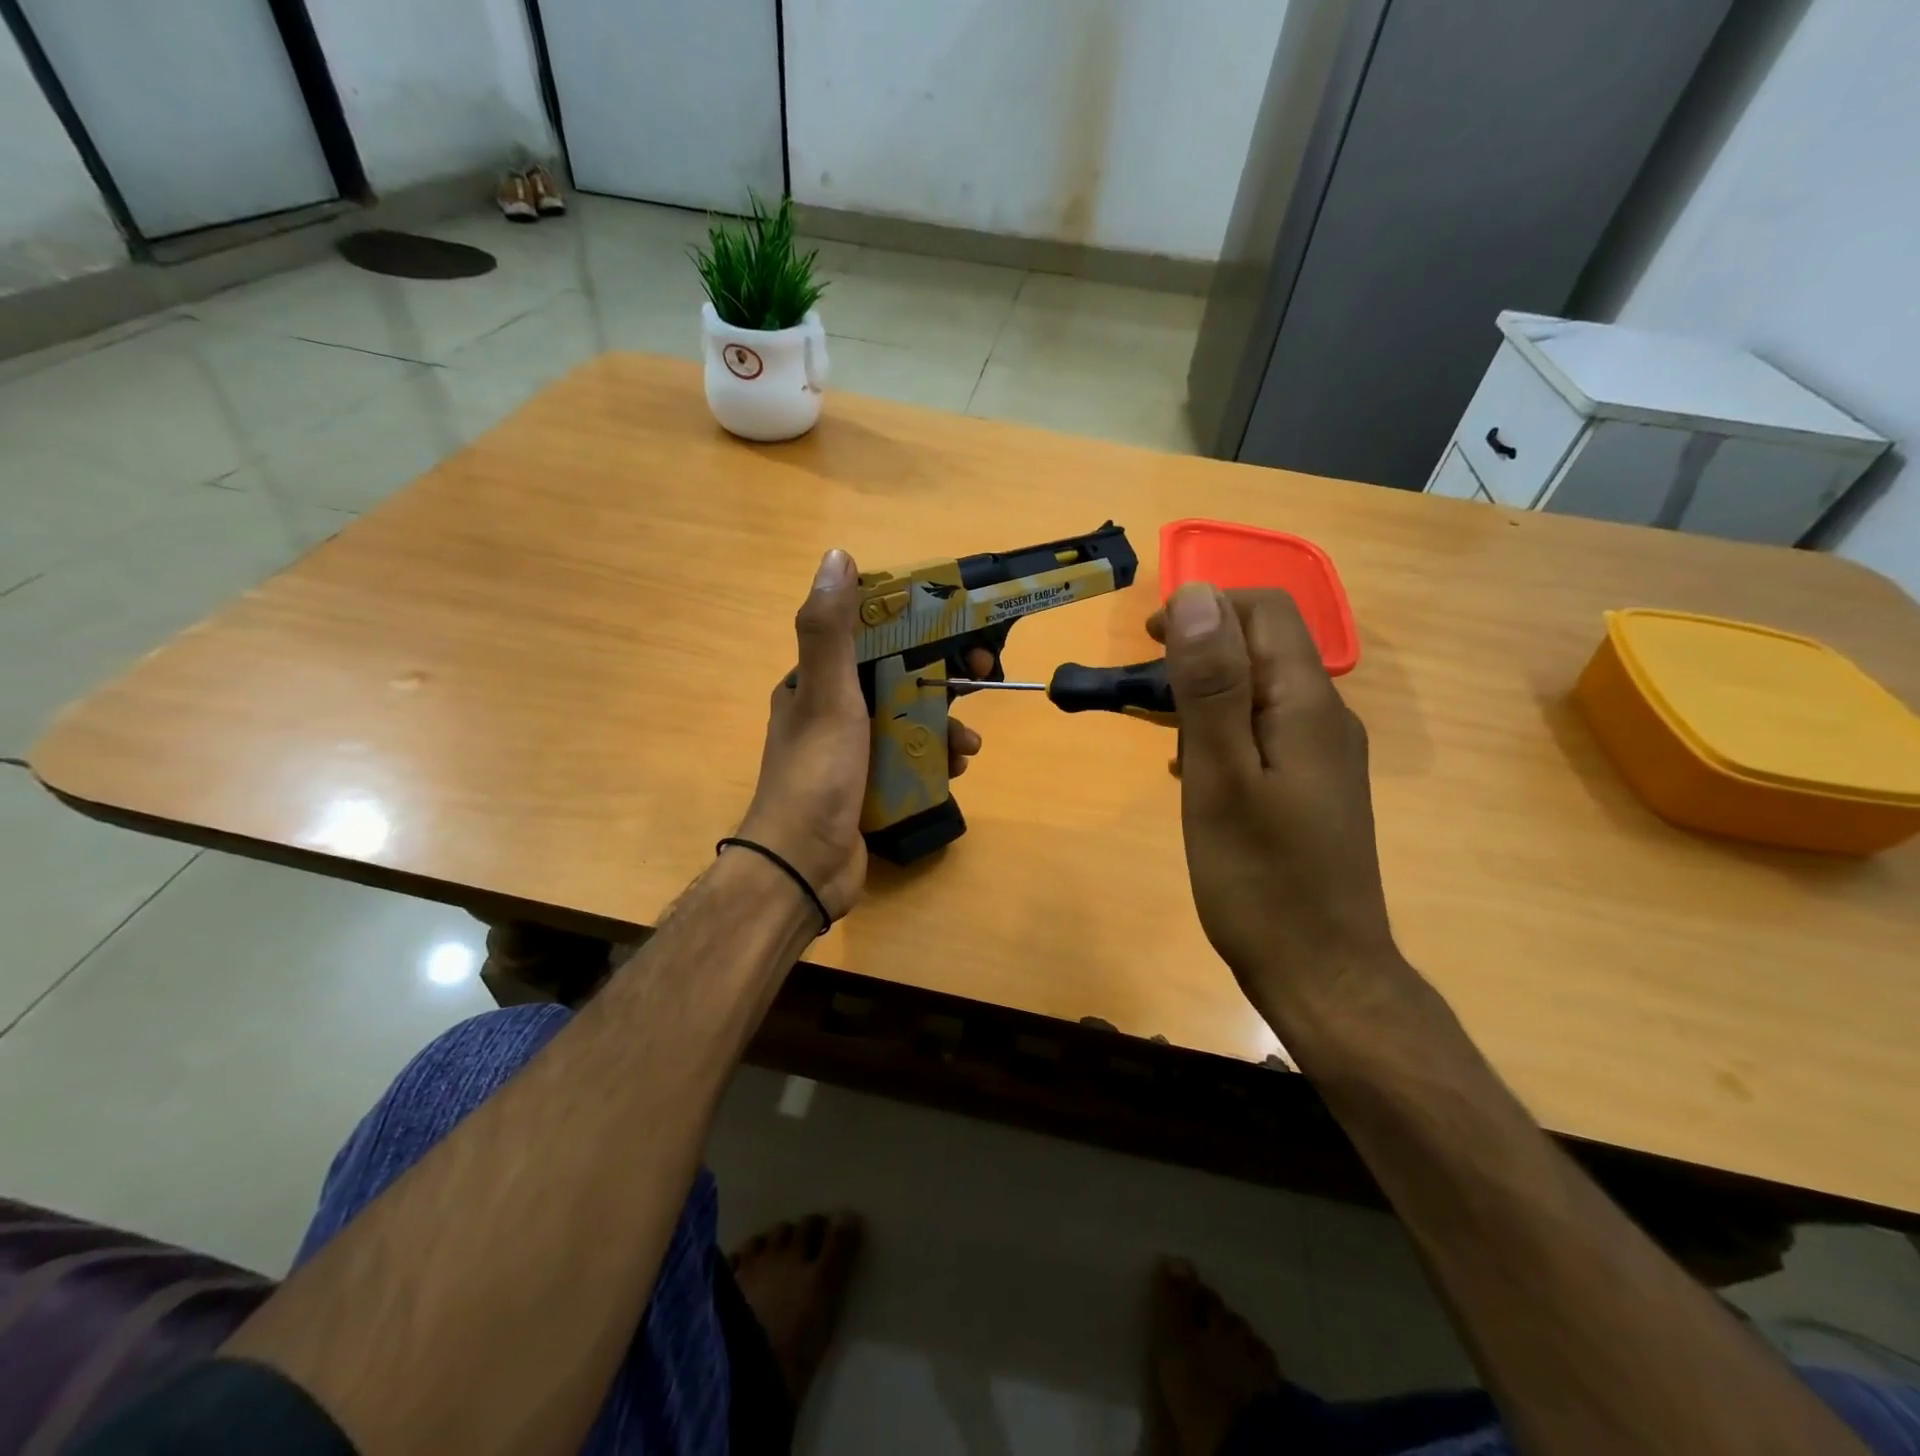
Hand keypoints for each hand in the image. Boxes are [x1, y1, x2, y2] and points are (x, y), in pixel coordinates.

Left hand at [736, 549, 984, 921]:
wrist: (804, 867)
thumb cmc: (817, 774)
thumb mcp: (826, 695)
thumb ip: (831, 630)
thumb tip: (838, 556)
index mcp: (815, 681)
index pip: (871, 636)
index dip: (916, 626)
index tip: (956, 628)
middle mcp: (831, 710)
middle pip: (897, 678)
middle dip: (941, 678)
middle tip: (981, 679)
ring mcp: (852, 751)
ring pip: (910, 720)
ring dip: (945, 724)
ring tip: (969, 745)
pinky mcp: (870, 785)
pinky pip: (911, 759)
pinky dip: (936, 759)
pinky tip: (956, 770)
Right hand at [1150, 585, 1400, 1024]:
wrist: (1322, 972)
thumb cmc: (1260, 878)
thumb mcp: (1221, 776)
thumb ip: (1211, 686)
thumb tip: (1198, 596)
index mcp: (1307, 704)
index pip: (1266, 612)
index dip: (1206, 608)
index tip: (1149, 643)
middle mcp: (1327, 717)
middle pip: (1267, 646)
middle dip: (1204, 647)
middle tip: (1147, 690)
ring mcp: (1325, 756)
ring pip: (1262, 690)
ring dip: (1209, 690)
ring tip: (1161, 727)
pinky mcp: (1314, 789)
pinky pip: (1265, 731)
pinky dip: (1223, 729)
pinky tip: (1192, 767)